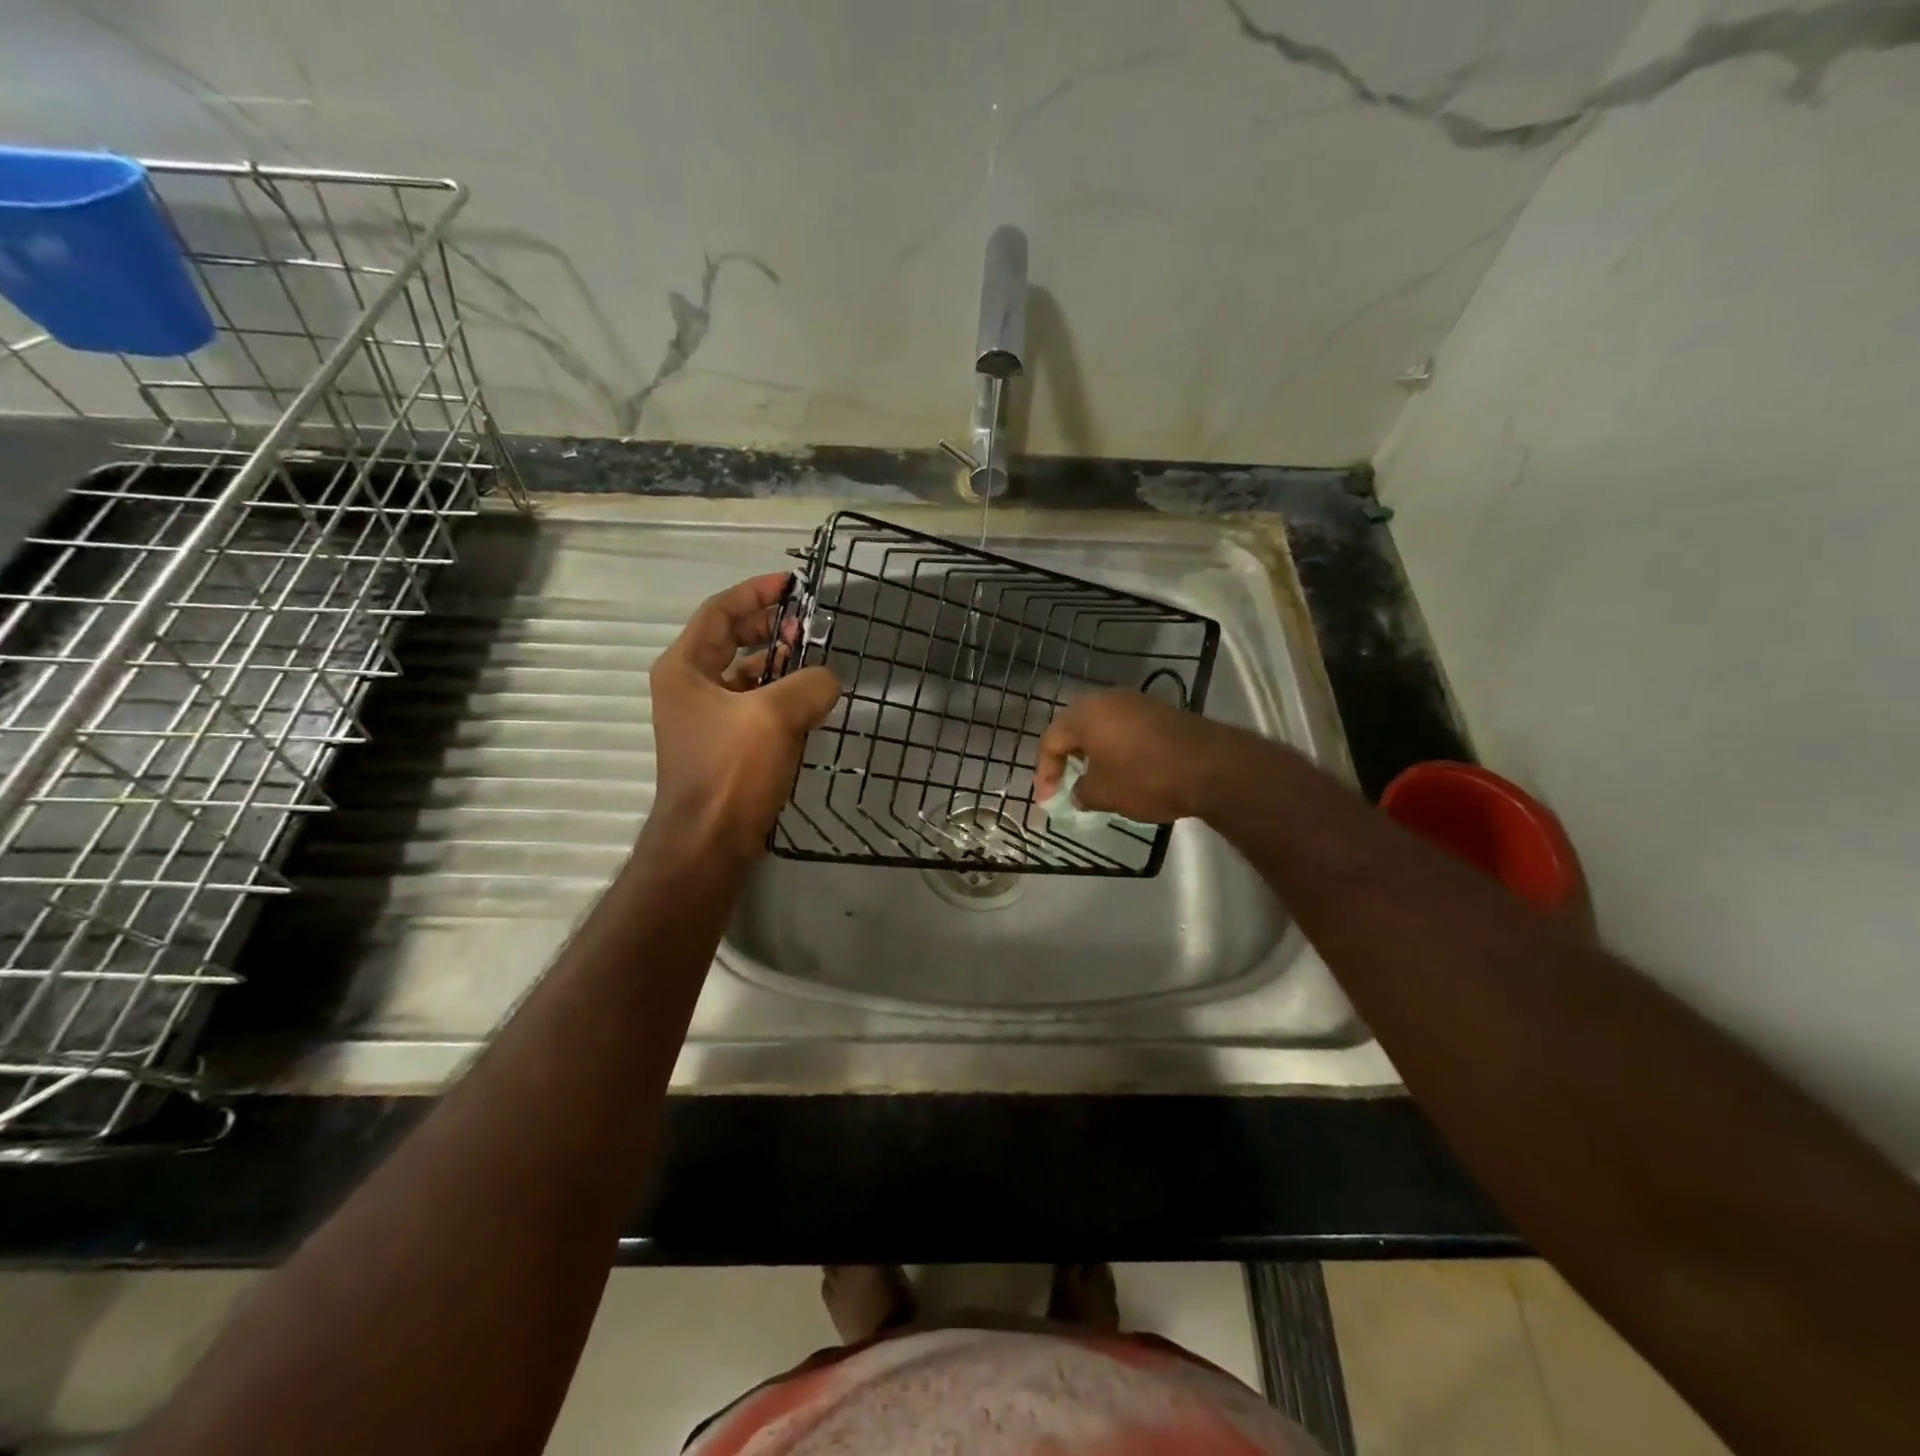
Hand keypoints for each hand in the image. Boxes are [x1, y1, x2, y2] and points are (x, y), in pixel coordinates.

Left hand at [646, 573, 840, 860]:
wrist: (709, 843)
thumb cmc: (731, 771)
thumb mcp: (774, 716)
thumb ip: (809, 684)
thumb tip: (828, 681)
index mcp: (685, 668)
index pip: (719, 612)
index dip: (755, 593)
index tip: (791, 584)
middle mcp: (689, 687)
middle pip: (730, 640)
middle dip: (768, 627)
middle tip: (806, 624)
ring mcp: (705, 719)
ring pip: (745, 674)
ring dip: (777, 663)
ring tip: (812, 660)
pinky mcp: (725, 746)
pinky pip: (755, 706)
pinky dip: (780, 696)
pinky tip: (809, 702)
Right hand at [1034, 690, 1232, 823]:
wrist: (1212, 767)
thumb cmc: (1146, 778)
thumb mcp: (1104, 794)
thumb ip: (1081, 792)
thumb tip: (1078, 792)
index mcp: (1084, 714)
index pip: (1051, 740)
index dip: (1045, 772)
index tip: (1047, 800)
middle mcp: (1107, 699)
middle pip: (1074, 727)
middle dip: (1067, 757)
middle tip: (1064, 783)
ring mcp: (1137, 702)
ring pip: (1102, 726)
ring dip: (1093, 752)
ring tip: (1093, 779)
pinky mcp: (1161, 712)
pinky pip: (1126, 729)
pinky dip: (1117, 749)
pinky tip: (1124, 770)